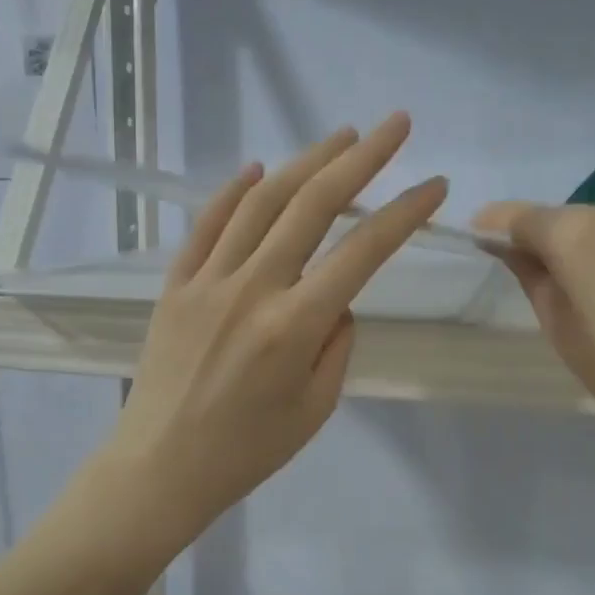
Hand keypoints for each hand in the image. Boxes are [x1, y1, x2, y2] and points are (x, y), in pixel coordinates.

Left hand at [103, 114, 447, 539]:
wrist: (159, 468)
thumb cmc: (246, 452)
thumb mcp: (316, 409)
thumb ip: (336, 343)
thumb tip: (336, 298)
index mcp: (294, 326)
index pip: (363, 251)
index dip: (405, 213)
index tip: (435, 185)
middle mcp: (252, 288)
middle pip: (312, 204)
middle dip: (361, 158)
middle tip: (394, 126)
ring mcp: (207, 280)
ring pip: (261, 202)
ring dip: (305, 161)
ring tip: (339, 136)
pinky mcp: (175, 284)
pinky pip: (206, 225)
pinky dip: (232, 192)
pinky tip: (256, 169)